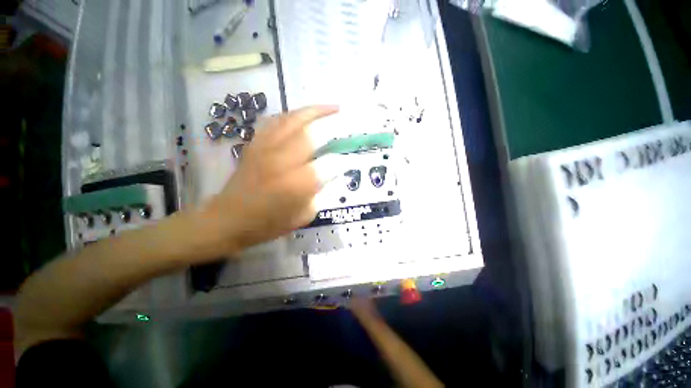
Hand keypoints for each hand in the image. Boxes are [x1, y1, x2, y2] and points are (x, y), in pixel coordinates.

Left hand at [200, 105, 338, 254]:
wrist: (228, 219)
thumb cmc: (268, 223)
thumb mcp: (304, 216)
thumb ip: (319, 193)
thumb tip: (329, 173)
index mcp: (296, 184)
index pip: (327, 164)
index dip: (341, 159)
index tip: (349, 157)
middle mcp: (282, 161)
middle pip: (312, 133)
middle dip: (333, 125)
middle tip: (347, 119)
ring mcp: (266, 148)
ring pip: (294, 119)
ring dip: (315, 111)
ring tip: (332, 107)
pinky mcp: (255, 144)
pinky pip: (277, 121)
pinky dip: (293, 115)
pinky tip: (304, 115)